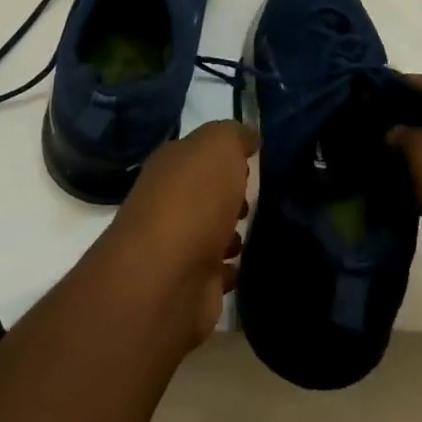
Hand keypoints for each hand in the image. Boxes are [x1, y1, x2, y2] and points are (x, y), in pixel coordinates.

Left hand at [103, 119, 256, 346]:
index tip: (252, 161)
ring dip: (229, 233)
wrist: (167, 279)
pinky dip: (230, 269)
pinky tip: (247, 266)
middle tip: (255, 199)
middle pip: (203, 193)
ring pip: (209, 232)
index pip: (197, 152)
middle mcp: (167, 202)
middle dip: (229, 195)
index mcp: (169, 165)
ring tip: (255, 232)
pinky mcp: (190, 285)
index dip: (224, 155)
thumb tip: (248, 136)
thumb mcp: (218, 146)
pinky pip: (216, 272)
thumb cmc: (193, 200)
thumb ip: (234, 135)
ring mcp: (176, 246)